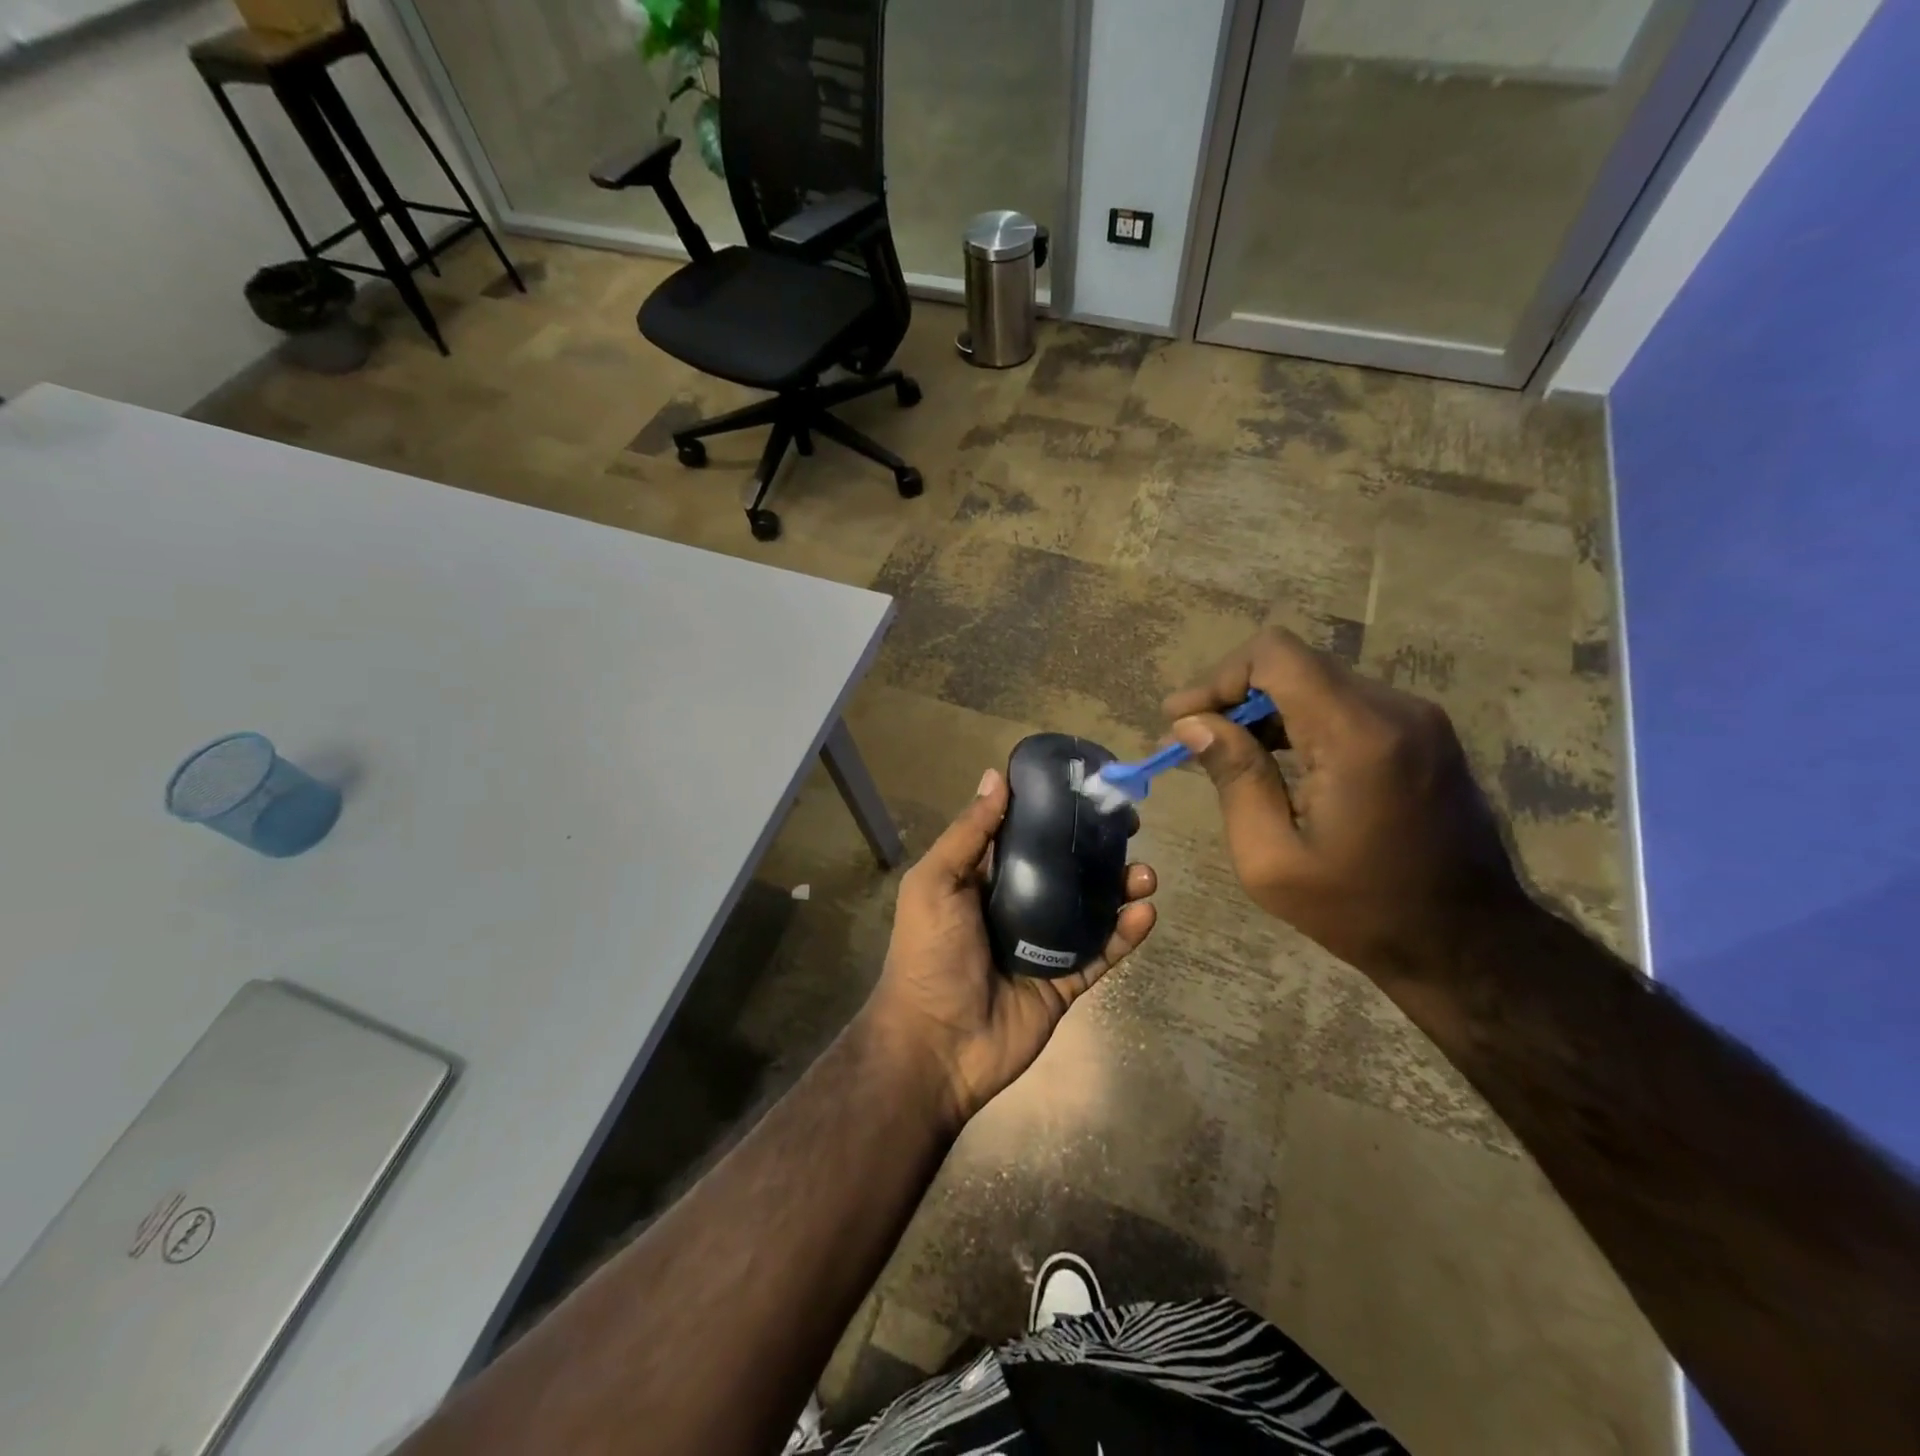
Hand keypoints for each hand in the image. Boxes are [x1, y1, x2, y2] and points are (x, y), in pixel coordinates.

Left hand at [864, 768, 1156, 1127]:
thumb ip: (969, 833)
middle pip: (1067, 870)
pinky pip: (1101, 953)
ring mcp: (1044, 945)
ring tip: (1146, 875)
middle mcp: (1017, 906)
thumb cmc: (929, 954)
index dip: (1056, 814)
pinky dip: (1125, 933)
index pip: (1026, 837)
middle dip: (1099, 850)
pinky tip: (1145, 912)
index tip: (1089, 792)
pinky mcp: (1065, 981)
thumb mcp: (935, 883)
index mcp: (984, 881)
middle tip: (1131, 831)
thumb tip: (995, 776)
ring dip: (1121, 888)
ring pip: (1092, 909)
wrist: (935, 1045)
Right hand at [1163, 628, 1526, 991]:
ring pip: (1318, 680)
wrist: (1468, 944)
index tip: (1183, 719)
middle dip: (1234, 694)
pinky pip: (1345, 703)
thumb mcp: (1272, 859)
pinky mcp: (1423, 733)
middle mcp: (1394, 709)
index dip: (1219, 677)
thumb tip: (1192, 724)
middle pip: (1294, 663)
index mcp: (1357, 736)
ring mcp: (1417, 718)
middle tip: (1193, 738)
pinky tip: (1276, 760)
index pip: (1275, 655)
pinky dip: (1300, 719)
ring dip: (1265, 708)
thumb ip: (1234, 779)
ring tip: (1226, 752)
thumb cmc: (1361, 911)